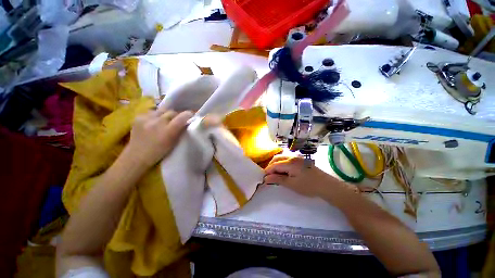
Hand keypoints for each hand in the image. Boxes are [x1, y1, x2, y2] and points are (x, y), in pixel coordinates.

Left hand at [125, 108, 193, 170]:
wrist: (136, 157)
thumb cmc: (159, 152)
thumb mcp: (174, 143)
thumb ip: (180, 131)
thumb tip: (187, 121)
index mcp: (168, 131)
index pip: (182, 116)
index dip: (188, 114)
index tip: (191, 115)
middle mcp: (158, 122)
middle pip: (172, 112)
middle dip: (177, 115)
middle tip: (177, 120)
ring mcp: (146, 119)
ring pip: (162, 110)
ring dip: (166, 115)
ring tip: (164, 121)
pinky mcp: (138, 117)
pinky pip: (152, 112)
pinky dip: (156, 116)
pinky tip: (154, 123)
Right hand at [264, 155, 354, 197]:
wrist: (327, 185)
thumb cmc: (308, 186)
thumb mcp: (292, 184)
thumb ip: (277, 180)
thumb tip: (265, 178)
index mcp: (289, 163)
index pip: (274, 165)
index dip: (267, 171)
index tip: (263, 178)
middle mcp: (292, 157)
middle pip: (277, 158)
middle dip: (270, 166)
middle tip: (268, 176)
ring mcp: (297, 157)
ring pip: (282, 157)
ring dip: (276, 164)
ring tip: (275, 173)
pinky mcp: (301, 160)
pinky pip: (287, 159)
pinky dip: (282, 163)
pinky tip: (283, 170)